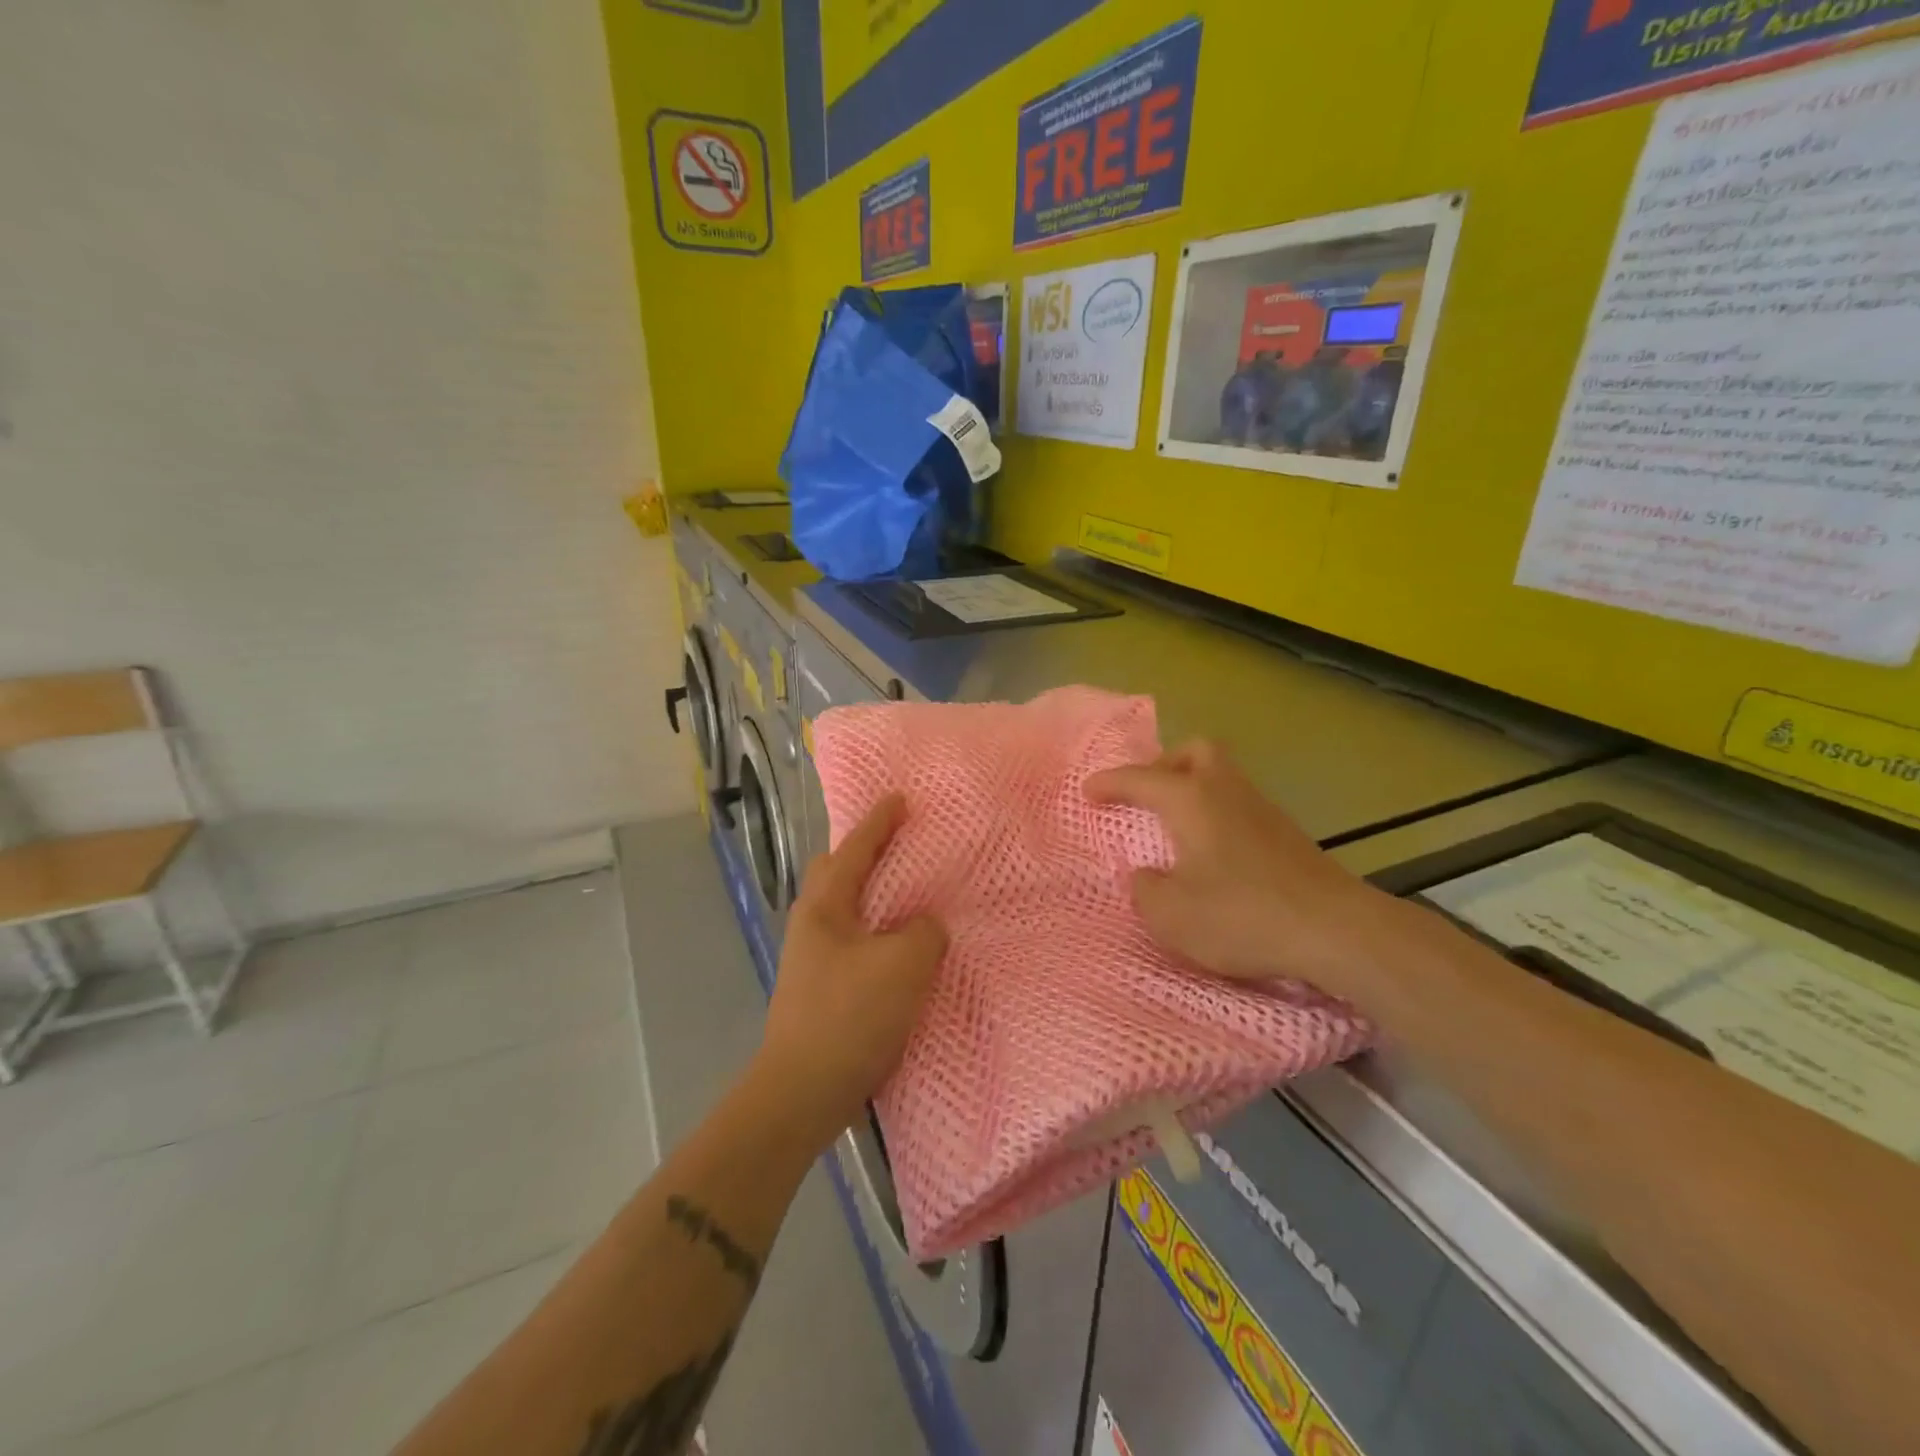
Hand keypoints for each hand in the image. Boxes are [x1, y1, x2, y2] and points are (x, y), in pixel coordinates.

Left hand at [757, 794, 946, 1147]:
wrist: (802, 1092)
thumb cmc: (850, 1016)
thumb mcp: (903, 965)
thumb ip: (925, 932)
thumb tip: (925, 926)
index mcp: (824, 906)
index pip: (854, 848)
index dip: (879, 821)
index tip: (900, 798)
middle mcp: (812, 924)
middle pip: (836, 872)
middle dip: (865, 853)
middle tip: (902, 847)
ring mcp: (812, 958)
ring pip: (845, 909)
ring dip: (873, 895)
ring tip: (909, 897)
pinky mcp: (822, 988)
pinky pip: (854, 940)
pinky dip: (876, 930)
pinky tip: (901, 949)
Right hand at [1085, 739, 1388, 993]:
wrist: (1335, 930)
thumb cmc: (1242, 916)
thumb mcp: (1171, 915)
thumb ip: (1145, 890)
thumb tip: (1147, 876)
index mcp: (1191, 800)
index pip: (1141, 779)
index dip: (1110, 783)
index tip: (1088, 790)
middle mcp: (1226, 791)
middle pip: (1195, 751)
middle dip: (1164, 764)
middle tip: (1146, 794)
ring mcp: (1262, 809)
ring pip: (1222, 775)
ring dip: (1193, 788)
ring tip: (1174, 824)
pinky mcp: (1286, 834)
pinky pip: (1239, 803)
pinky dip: (1216, 812)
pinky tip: (1212, 851)